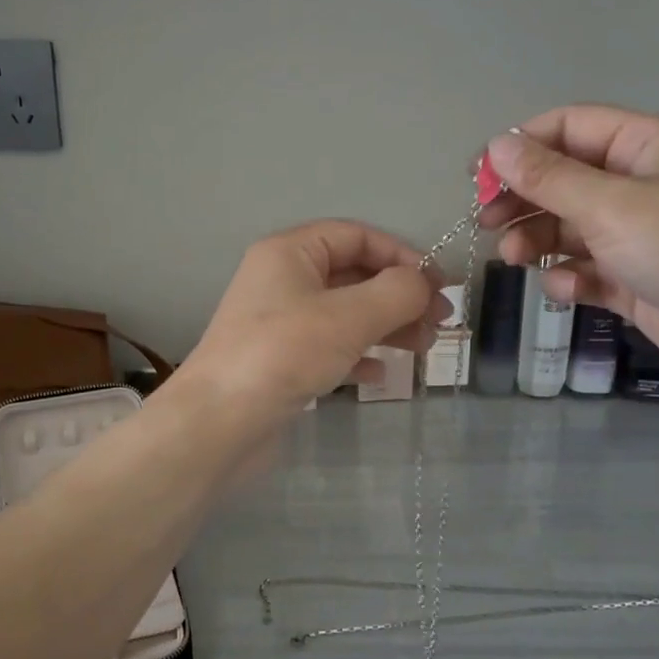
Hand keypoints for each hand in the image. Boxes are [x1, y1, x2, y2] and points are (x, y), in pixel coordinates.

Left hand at [177, 220, 443, 426]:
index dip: (402, 255)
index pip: (357, 236)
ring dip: (386, 326)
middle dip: (399, 296)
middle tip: (439, 324)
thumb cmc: (283, 354)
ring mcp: (279, 323)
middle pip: (353, 275)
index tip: (440, 286)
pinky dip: (358, 355)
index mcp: (290, 252)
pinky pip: (329, 347)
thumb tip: (425, 283)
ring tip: (422, 349)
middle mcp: (282, 280)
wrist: (218, 423)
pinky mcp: (279, 361)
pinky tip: (379, 375)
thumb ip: (397, 292)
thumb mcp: (349, 316)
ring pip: (345, 313)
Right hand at [480, 105, 658, 393]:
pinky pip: (589, 267)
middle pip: (564, 178)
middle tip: (485, 222)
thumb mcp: (609, 205)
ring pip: (570, 226)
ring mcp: (640, 232)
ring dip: (538, 239)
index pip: (569, 127)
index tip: (477, 177)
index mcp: (645, 144)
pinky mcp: (637, 277)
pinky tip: (564, 288)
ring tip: (513, 258)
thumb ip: (547, 176)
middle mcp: (641, 182)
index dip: (520, 146)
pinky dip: (570, 276)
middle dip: (523, 199)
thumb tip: (496, 145)